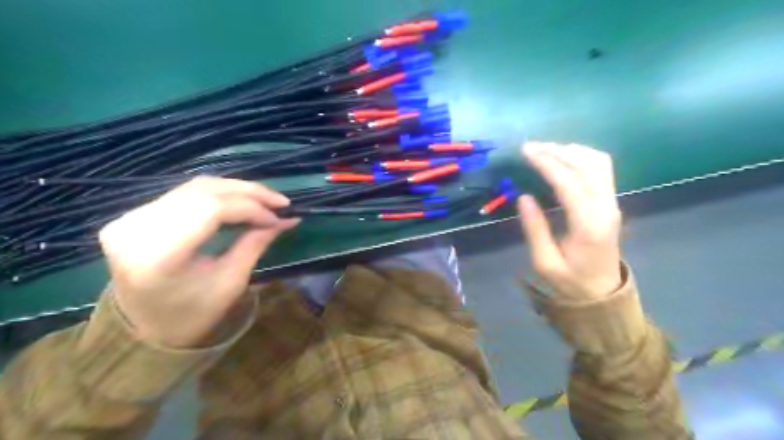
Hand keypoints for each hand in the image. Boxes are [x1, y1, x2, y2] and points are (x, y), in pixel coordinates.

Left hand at [95, 176, 297, 349]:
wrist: (145, 328)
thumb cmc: (193, 313)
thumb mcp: (231, 282)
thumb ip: (256, 244)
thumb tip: (287, 219)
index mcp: (158, 255)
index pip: (211, 210)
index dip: (250, 207)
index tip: (279, 217)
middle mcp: (137, 228)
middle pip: (203, 191)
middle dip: (249, 192)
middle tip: (280, 202)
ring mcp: (131, 218)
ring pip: (196, 187)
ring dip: (236, 189)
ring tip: (265, 200)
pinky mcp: (135, 214)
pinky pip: (186, 193)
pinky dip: (220, 193)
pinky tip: (241, 200)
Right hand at [518, 142, 621, 299]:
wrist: (603, 293)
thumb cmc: (570, 281)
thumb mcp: (545, 262)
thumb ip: (535, 229)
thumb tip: (523, 197)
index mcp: (588, 225)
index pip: (569, 182)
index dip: (547, 163)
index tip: (525, 152)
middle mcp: (606, 208)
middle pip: (586, 165)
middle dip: (557, 150)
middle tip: (530, 146)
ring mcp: (612, 203)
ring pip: (598, 162)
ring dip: (571, 150)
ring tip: (544, 148)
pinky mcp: (611, 202)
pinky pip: (602, 168)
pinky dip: (582, 156)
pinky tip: (565, 156)